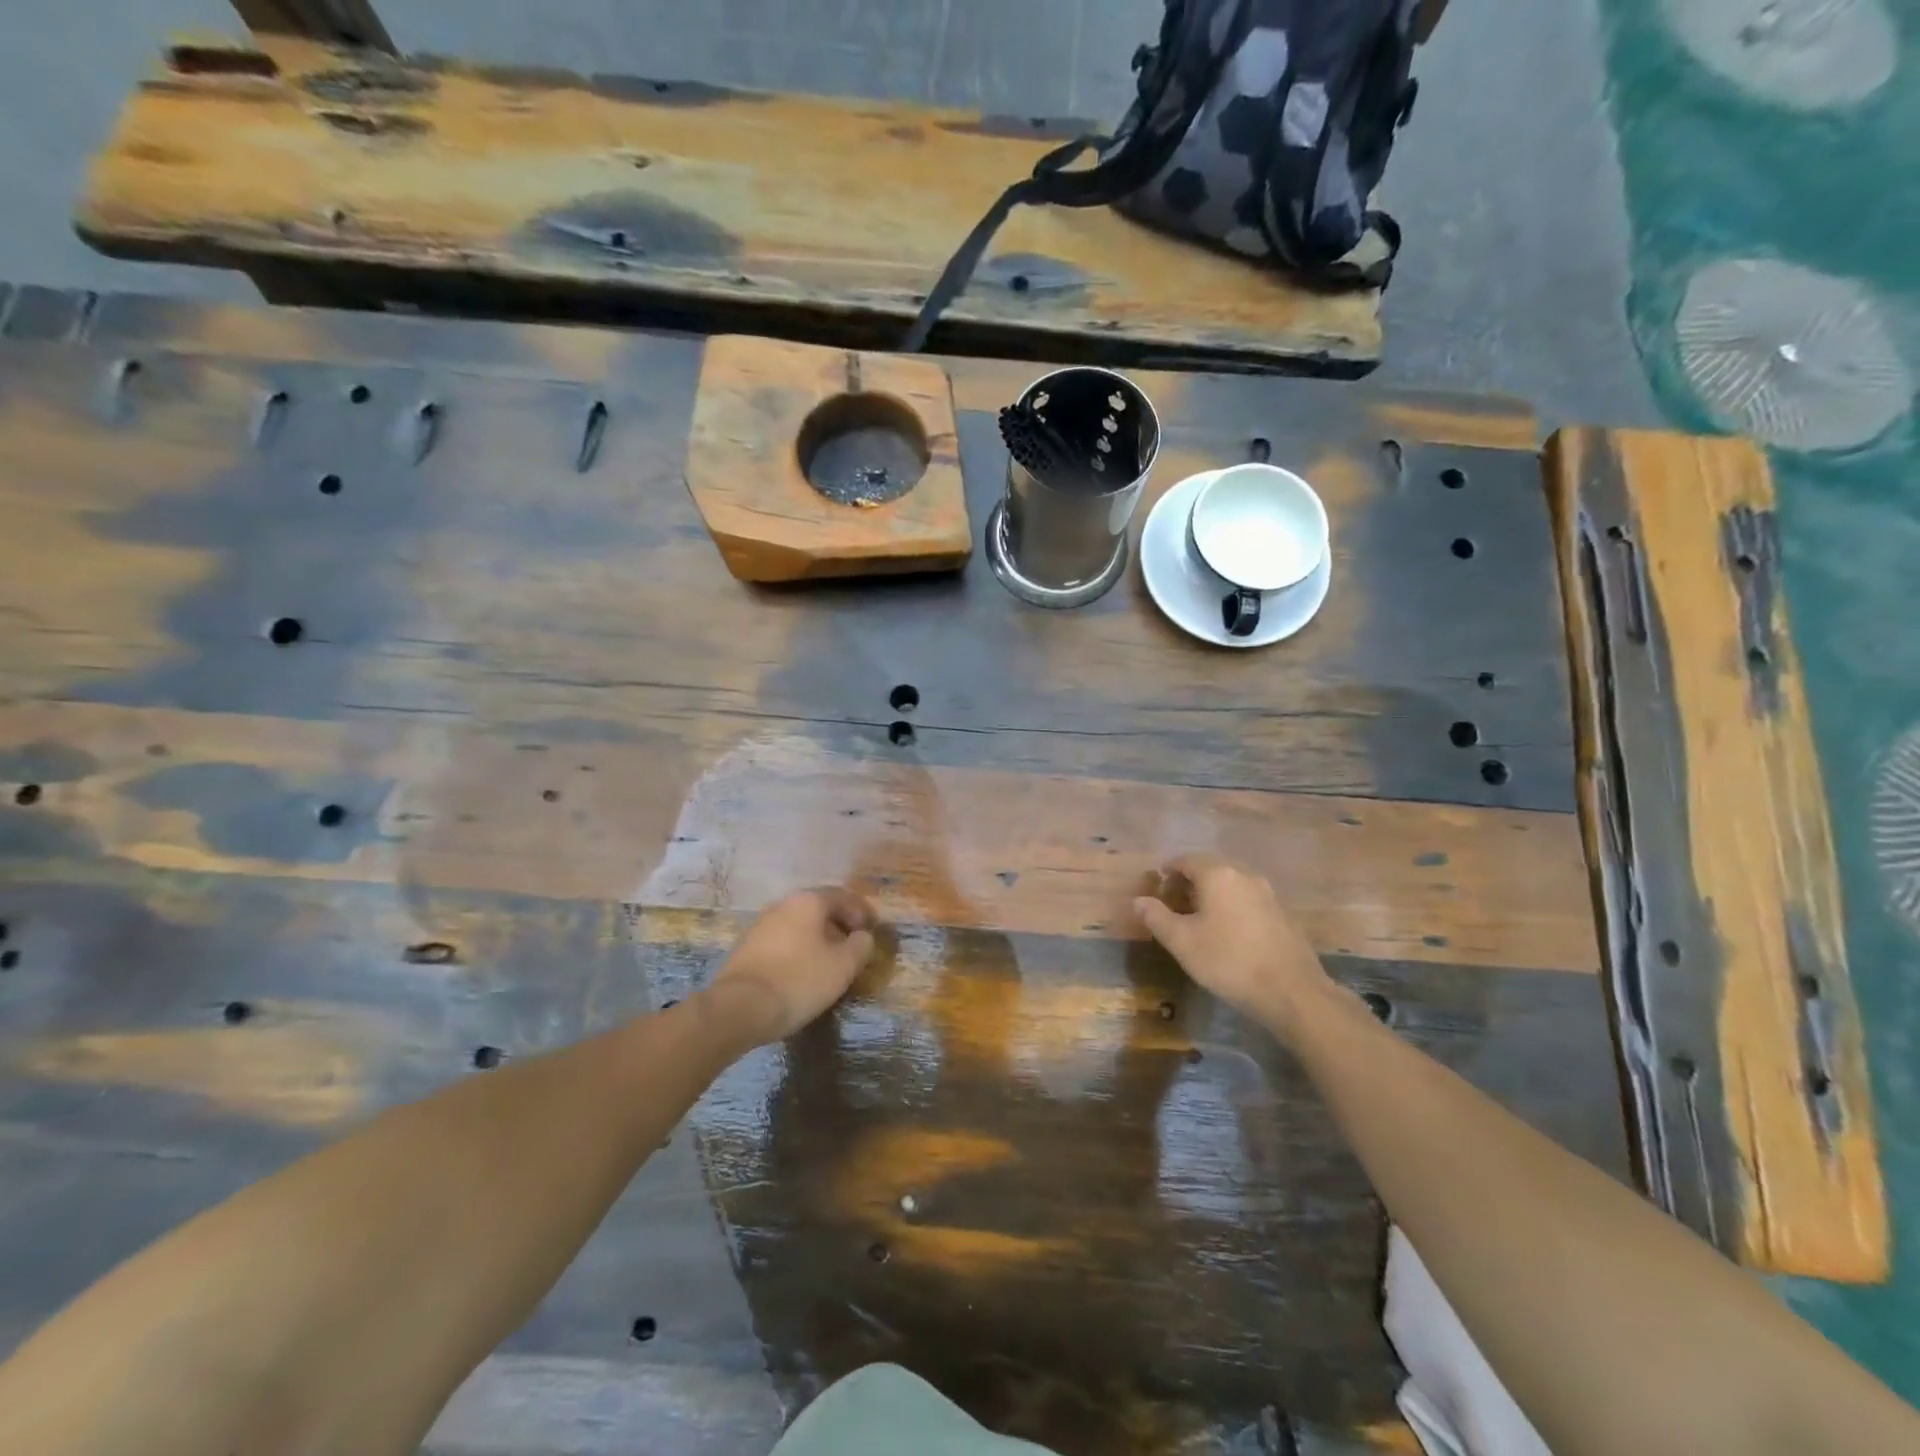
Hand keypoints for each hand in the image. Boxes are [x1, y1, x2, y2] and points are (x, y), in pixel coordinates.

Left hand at [705, 888, 876, 1044]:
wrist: (738, 1008)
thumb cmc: (799, 980)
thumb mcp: (843, 966)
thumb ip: (861, 946)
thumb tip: (863, 936)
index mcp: (808, 901)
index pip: (842, 896)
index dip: (861, 912)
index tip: (872, 930)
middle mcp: (782, 904)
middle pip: (818, 908)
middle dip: (839, 925)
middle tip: (853, 946)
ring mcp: (760, 925)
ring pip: (799, 925)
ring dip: (818, 938)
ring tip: (830, 961)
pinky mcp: (746, 947)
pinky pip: (782, 941)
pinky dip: (798, 949)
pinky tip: (803, 971)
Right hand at [1134, 855, 1332, 1036]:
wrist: (1292, 992)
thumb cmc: (1228, 962)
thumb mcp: (1182, 942)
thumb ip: (1157, 917)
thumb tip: (1139, 900)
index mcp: (1218, 875)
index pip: (1186, 860)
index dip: (1168, 869)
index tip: (1157, 883)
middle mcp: (1245, 875)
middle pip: (1211, 867)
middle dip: (1190, 879)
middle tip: (1174, 900)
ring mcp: (1268, 893)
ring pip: (1232, 883)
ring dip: (1213, 892)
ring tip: (1200, 915)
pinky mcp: (1283, 913)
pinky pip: (1249, 899)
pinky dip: (1233, 905)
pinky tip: (1229, 930)